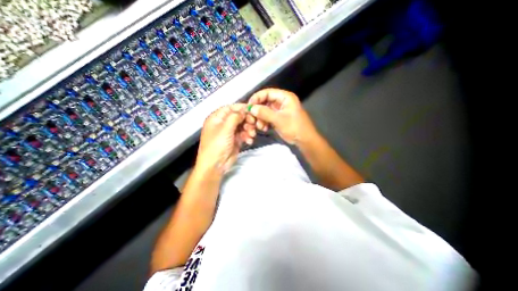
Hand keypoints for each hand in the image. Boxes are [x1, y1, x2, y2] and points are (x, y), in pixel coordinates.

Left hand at [197, 104, 252, 173]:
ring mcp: (229, 132)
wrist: (215, 166)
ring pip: (242, 126)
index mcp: (217, 118)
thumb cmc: (216, 146)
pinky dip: (248, 136)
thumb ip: (235, 117)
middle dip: (247, 120)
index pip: (230, 108)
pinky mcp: (235, 140)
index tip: (252, 110)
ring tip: (252, 135)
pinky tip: (249, 141)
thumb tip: (243, 110)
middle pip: (238, 117)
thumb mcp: (225, 129)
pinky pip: (243, 134)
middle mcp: (223, 124)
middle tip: (254, 124)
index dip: (241, 108)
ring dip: (249, 129)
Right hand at [245, 88, 314, 143]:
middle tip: (252, 118)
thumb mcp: (279, 119)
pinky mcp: (278, 118)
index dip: (257, 98)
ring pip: (265, 110)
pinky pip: (267, 117)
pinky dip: (264, 122)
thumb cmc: (294, 127)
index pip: (267, 92)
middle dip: (258, 111)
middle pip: (265, 102)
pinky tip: (264, 128)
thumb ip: (264, 113)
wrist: (304, 140)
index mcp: (285, 97)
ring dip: (260, 118)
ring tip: (260, 126)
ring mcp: (279, 110)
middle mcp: (281, 102)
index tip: (249, 106)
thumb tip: (251, 108)